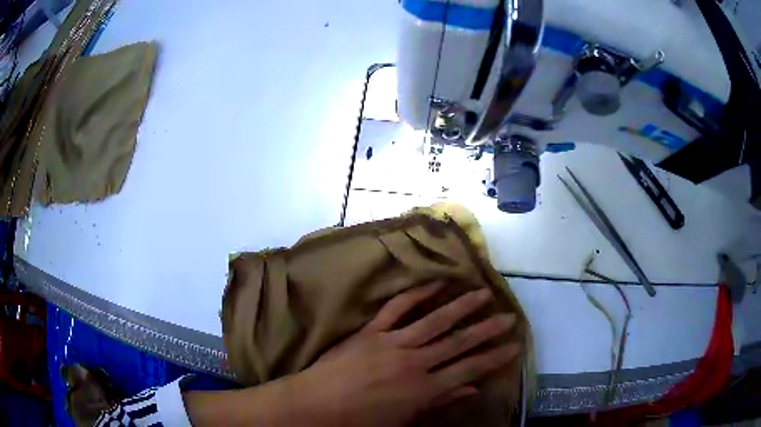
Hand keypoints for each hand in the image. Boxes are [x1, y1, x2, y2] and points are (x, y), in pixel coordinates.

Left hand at [290, 282, 520, 426]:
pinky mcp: (372, 330)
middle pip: (459, 342)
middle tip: (509, 316)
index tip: (514, 345)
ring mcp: (393, 342)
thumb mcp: (404, 419)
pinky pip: (398, 307)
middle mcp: (415, 362)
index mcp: (424, 388)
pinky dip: (417, 293)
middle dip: (487, 329)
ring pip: (435, 320)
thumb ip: (439, 402)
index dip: (494, 357)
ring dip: (461, 306)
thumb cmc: (361, 420)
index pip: (469, 370)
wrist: (317, 405)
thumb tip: (471, 390)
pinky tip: (435, 283)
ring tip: (483, 292)